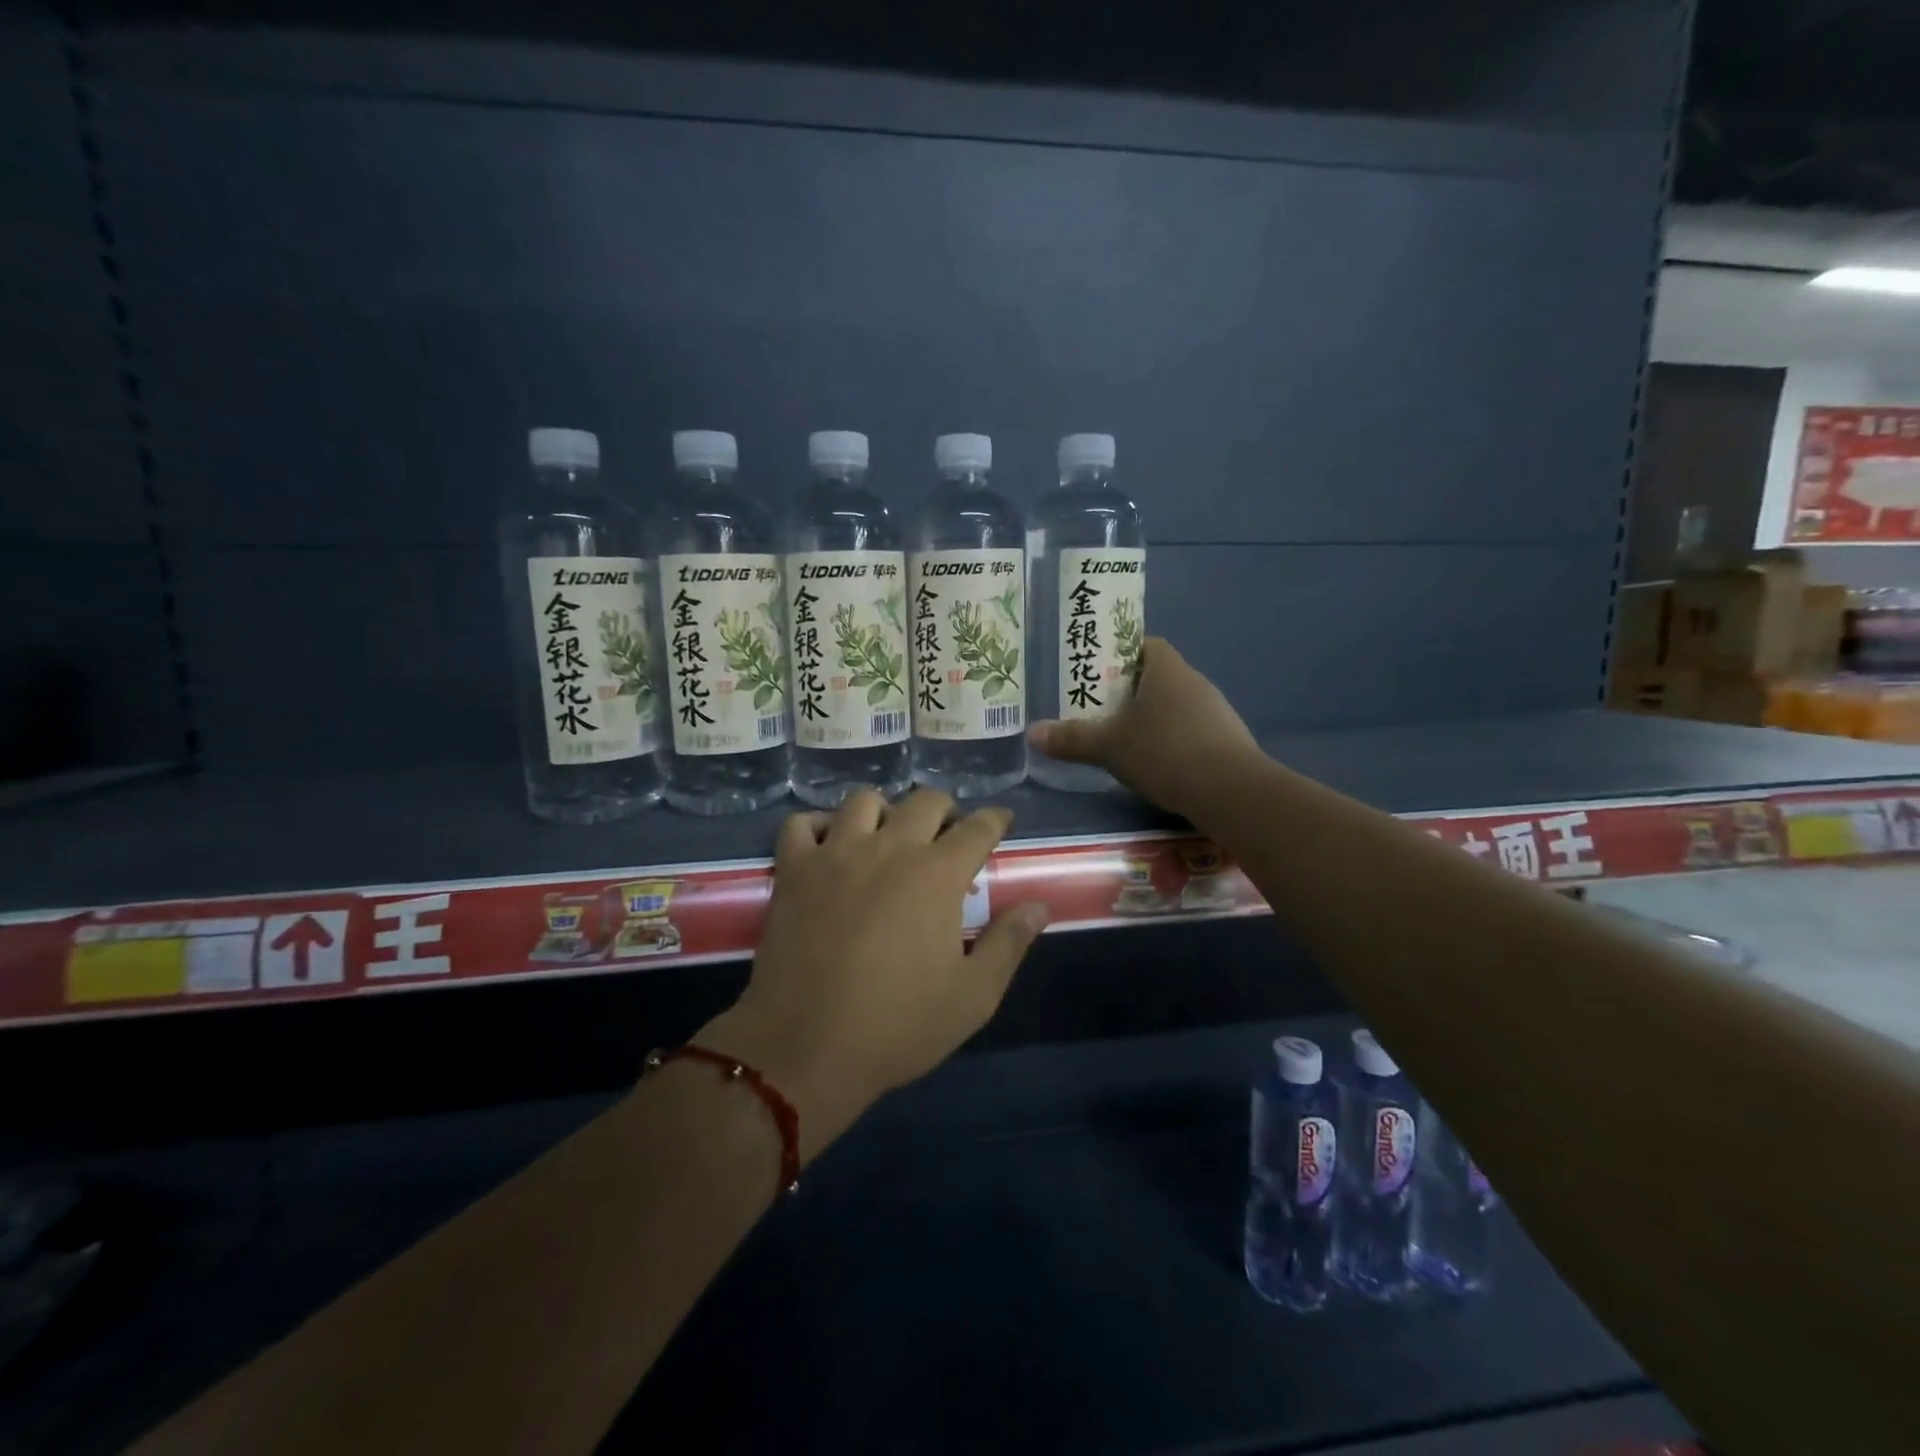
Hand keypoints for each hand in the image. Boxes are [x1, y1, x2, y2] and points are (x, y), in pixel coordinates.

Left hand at [699, 789, 1048, 1160]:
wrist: (807, 1047)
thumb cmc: (898, 1025)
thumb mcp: (973, 996)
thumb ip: (1009, 943)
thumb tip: (1039, 905)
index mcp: (937, 874)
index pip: (978, 827)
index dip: (995, 820)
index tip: (1000, 820)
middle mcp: (889, 848)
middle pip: (925, 801)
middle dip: (945, 810)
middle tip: (947, 836)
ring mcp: (835, 853)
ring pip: (863, 800)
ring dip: (883, 811)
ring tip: (887, 837)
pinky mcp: (794, 870)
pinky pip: (800, 823)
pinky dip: (815, 825)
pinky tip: (826, 845)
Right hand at [1028, 637, 1260, 814]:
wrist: (1231, 791)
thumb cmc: (1164, 752)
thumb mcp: (1109, 747)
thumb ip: (1071, 738)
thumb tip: (1032, 733)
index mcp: (1166, 668)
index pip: (1143, 644)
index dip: (1119, 654)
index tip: (1097, 674)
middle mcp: (1194, 681)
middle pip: (1157, 675)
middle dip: (1129, 690)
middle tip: (1100, 710)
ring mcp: (1215, 710)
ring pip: (1175, 704)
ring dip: (1152, 717)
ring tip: (1124, 740)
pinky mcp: (1227, 739)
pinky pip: (1191, 730)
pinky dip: (1172, 740)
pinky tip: (1157, 764)